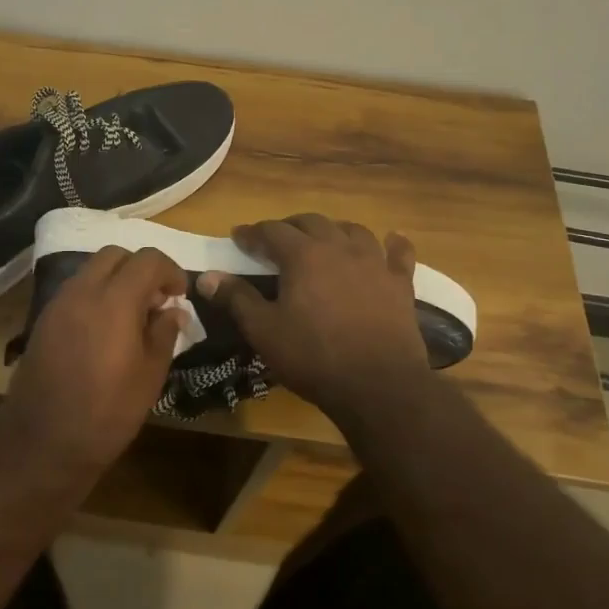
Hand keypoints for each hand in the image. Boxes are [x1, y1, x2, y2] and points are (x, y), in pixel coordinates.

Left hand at [0, 246, 187, 474]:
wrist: (43, 441)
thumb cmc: (107, 412)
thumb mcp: (150, 376)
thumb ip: (164, 333)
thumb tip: (173, 311)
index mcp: (115, 300)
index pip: (148, 260)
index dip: (170, 271)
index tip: (180, 295)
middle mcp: (83, 290)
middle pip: (116, 255)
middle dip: (141, 269)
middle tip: (156, 300)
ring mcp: (58, 303)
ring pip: (92, 269)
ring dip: (116, 280)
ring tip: (132, 316)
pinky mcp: (44, 319)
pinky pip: (76, 290)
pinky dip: (96, 294)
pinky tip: (105, 329)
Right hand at [199, 214, 432, 421]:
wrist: (378, 386)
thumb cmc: (313, 357)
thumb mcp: (264, 331)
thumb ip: (236, 298)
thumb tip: (207, 277)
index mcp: (303, 255)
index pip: (271, 231)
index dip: (252, 232)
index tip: (238, 237)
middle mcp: (339, 248)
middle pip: (312, 222)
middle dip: (290, 227)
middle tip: (276, 241)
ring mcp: (375, 263)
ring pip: (353, 231)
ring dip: (334, 231)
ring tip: (324, 241)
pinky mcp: (400, 284)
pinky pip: (399, 254)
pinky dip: (393, 245)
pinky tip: (392, 242)